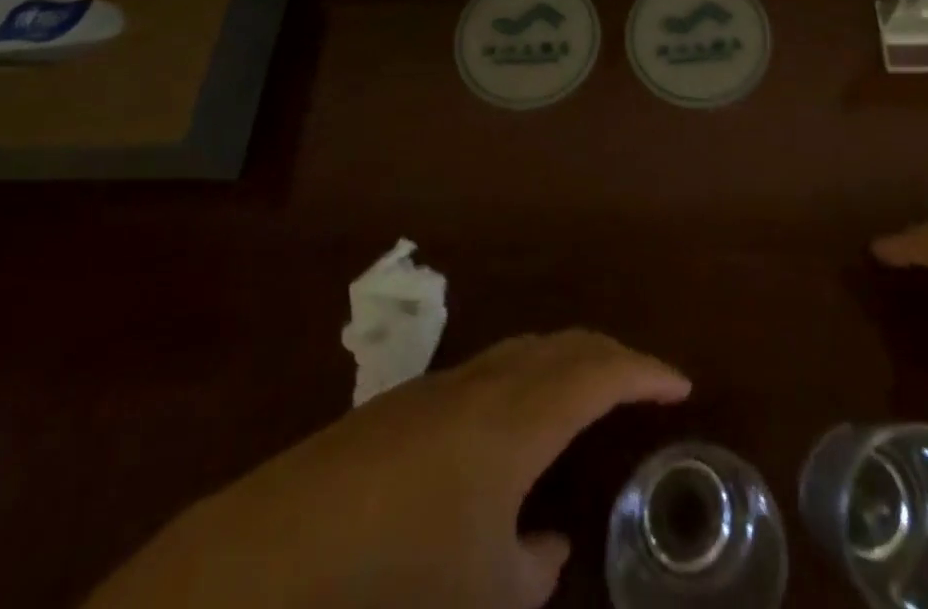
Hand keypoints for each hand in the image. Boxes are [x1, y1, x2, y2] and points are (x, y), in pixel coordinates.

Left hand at [85, 330, 690, 608]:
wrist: (248, 581)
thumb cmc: (387, 592)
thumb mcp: (481, 602)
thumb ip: (528, 570)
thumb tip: (544, 544)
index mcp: (515, 419)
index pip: (599, 370)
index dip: (645, 371)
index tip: (680, 383)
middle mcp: (480, 386)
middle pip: (560, 345)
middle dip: (607, 356)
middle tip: (640, 382)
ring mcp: (432, 392)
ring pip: (517, 355)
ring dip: (558, 368)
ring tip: (581, 400)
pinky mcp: (391, 413)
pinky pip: (479, 378)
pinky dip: (515, 388)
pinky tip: (500, 440)